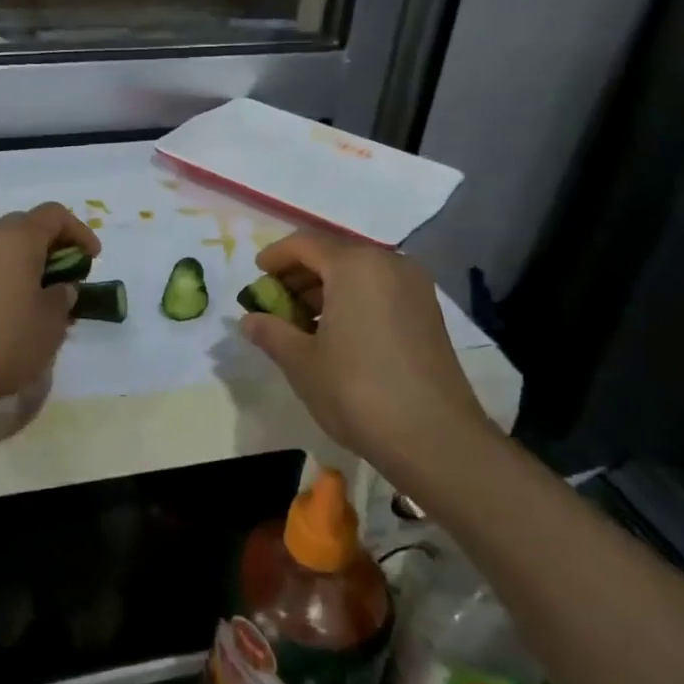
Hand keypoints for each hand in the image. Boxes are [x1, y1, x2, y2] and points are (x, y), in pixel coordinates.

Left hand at [0, 202, 99, 410]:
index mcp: (18, 238)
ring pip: (5, 245)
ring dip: (28, 261)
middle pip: (27, 225)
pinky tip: (15, 307)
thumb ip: (63, 297)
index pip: (54, 215)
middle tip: (69, 275)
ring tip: (43, 294)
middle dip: (52, 245)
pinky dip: (7, 274)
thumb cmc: (4, 339)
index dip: (79, 232)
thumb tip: (60, 288)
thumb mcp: (51, 322)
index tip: (92, 259)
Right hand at [239, 231, 494, 474]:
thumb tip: (248, 320)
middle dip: (299, 275)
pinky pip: (379, 291)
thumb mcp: (301, 362)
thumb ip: (271, 332)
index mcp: (354, 266)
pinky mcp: (428, 313)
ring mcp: (414, 288)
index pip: (304, 244)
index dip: (275, 257)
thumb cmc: (357, 391)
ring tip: (300, 323)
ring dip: (325, 289)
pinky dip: (352, 300)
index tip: (256, 276)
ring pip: (358, 273)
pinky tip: (335, 334)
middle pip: (333, 254)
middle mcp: (389, 264)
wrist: (434, 439)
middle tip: (274, 304)